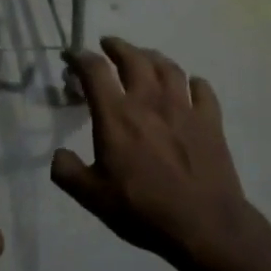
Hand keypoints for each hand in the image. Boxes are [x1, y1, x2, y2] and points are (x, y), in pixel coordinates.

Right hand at [53, 38, 255, 268]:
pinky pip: (202, 90)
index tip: (71, 56)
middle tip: (108, 45)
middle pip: (134, 59)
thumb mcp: (92, 197)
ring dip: (152, 57)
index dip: (80, 58)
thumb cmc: (142, 210)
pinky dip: (192, 82)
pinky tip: (190, 86)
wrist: (203, 225)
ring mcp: (184, 108)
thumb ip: (68, 172)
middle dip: (117, 47)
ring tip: (144, 57)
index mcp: (116, 116)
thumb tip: (59, 155)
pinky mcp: (210, 121)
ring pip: (168, 68)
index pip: (94, 71)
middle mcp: (149, 102)